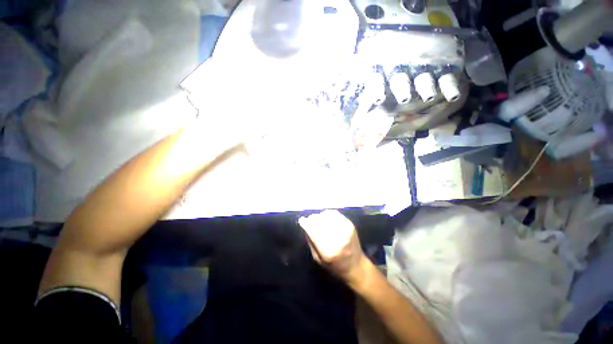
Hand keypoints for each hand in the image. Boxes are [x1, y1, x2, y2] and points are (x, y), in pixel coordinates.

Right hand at [298, 210, 368, 286]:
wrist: (356, 266)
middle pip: (319, 221)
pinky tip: (326, 218)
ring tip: (318, 220)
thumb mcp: (318, 259)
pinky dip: (328, 214)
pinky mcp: (350, 224)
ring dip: (320, 216)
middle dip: (312, 219)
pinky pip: (335, 213)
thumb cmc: (335, 266)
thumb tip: (305, 225)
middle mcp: (337, 238)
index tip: (302, 221)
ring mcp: (345, 230)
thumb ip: (311, 241)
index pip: (313, 230)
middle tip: (309, 221)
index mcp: (328, 250)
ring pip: (327, 215)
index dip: (305, 223)